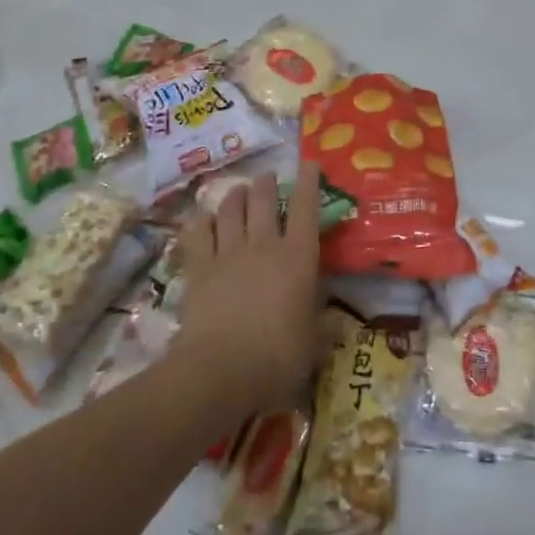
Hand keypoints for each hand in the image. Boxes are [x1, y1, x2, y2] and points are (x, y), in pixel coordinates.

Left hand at [171, 164, 322, 418]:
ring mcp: (228, 254)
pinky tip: (203, 216)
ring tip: (238, 189)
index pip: (306, 208)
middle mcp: (264, 245)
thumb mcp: (312, 344)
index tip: (309, 163)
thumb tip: (336, 323)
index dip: (308, 182)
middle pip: (264, 200)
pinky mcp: (199, 269)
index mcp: (298, 257)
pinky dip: (201, 220)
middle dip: (266, 183)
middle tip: (267, 177)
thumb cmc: (277, 358)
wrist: (219, 372)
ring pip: (230, 210)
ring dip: (235, 195)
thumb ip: (322, 326)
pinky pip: (198, 234)